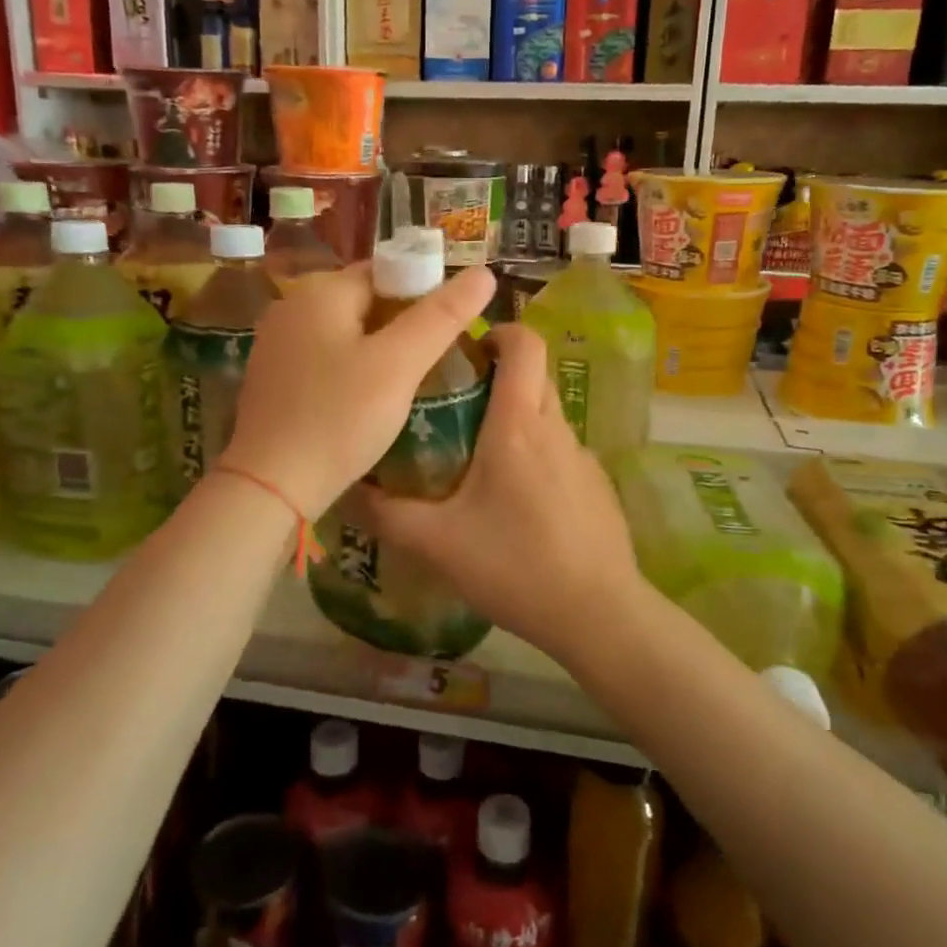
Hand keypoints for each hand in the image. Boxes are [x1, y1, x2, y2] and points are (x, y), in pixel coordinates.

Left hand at [219, 262, 495, 520]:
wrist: (271, 486)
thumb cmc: (339, 418)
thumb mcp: (399, 365)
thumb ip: (441, 316)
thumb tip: (484, 273)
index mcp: (320, 291)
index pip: (385, 270)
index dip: (424, 291)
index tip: (450, 326)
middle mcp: (291, 307)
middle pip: (364, 300)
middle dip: (402, 322)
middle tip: (436, 358)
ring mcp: (276, 344)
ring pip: (346, 332)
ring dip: (378, 348)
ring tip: (410, 381)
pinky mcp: (272, 378)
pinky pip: (325, 358)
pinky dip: (352, 368)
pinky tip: (368, 399)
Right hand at [347, 324, 642, 666]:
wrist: (598, 614)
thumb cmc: (515, 566)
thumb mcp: (438, 543)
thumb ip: (388, 514)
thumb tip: (349, 490)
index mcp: (519, 425)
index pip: (526, 344)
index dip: (499, 331)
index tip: (467, 350)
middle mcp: (556, 429)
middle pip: (534, 375)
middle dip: (499, 375)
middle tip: (456, 403)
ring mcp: (583, 458)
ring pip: (547, 415)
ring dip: (516, 419)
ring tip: (477, 458)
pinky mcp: (597, 486)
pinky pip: (561, 452)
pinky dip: (536, 456)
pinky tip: (517, 505)